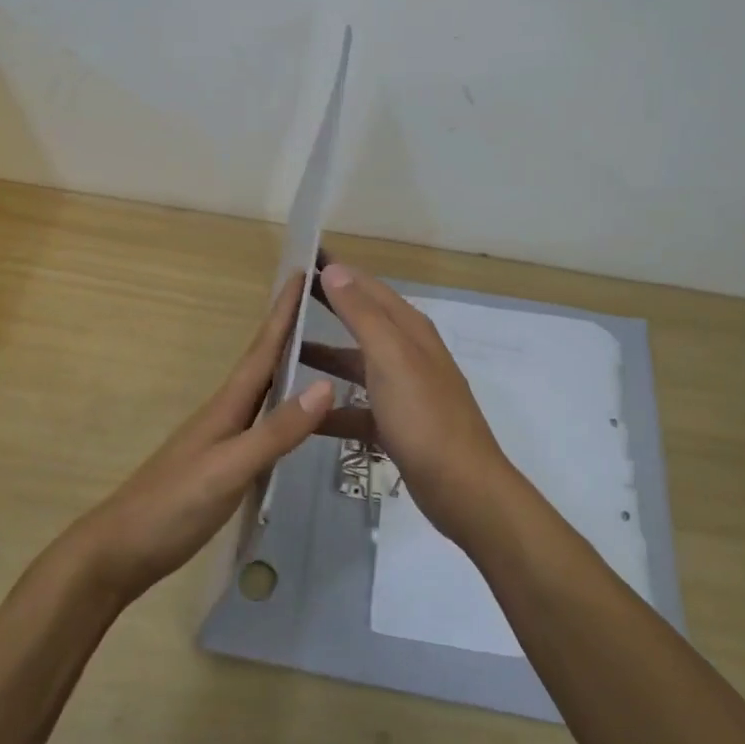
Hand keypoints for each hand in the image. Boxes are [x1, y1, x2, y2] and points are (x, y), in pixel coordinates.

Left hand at [64, 274, 333, 604]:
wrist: (119, 551)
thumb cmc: (173, 506)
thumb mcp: (229, 469)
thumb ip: (276, 431)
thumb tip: (326, 385)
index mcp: (227, 406)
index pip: (262, 349)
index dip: (283, 312)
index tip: (303, 272)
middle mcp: (225, 414)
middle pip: (262, 362)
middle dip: (288, 329)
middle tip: (319, 303)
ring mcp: (220, 440)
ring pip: (261, 392)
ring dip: (285, 365)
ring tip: (317, 351)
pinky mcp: (220, 465)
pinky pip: (260, 422)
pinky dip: (281, 408)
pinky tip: (293, 418)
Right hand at [302, 263, 517, 546]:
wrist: (462, 488)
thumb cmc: (424, 416)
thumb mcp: (391, 358)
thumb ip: (362, 314)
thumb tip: (335, 269)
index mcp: (409, 330)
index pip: (367, 287)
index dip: (337, 270)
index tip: (303, 255)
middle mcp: (406, 353)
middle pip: (360, 320)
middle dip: (327, 305)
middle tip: (286, 295)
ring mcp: (401, 391)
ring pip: (354, 364)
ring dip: (322, 357)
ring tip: (282, 353)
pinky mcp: (395, 425)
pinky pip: (355, 408)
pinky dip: (330, 408)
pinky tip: (303, 413)